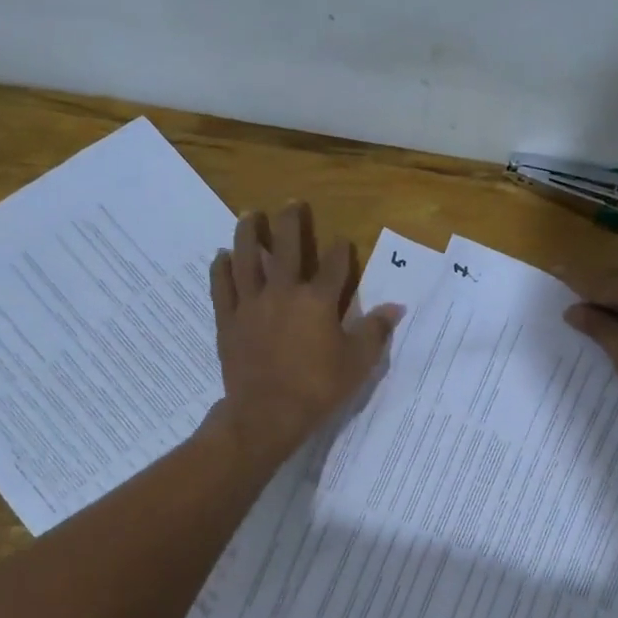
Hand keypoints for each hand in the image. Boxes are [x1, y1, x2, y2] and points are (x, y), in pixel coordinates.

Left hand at [206, 203, 401, 465]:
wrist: (267, 414)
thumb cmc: (318, 388)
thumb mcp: (357, 363)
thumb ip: (376, 331)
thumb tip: (396, 307)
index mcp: (318, 301)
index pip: (335, 265)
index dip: (341, 251)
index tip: (343, 242)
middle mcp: (283, 292)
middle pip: (286, 247)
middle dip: (290, 222)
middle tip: (291, 203)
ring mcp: (252, 304)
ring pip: (247, 259)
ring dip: (248, 234)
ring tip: (249, 214)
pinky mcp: (228, 320)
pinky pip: (222, 287)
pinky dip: (221, 268)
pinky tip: (222, 256)